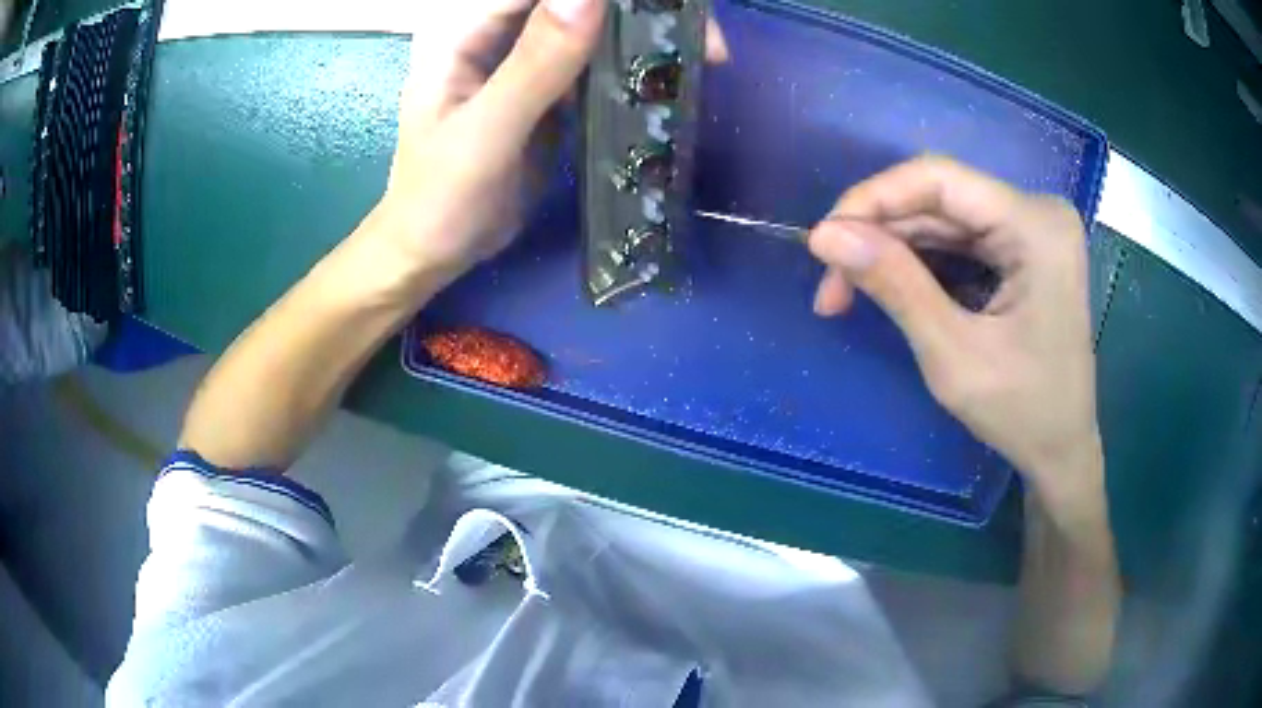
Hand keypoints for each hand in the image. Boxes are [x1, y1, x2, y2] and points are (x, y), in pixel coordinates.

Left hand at [373, 0, 730, 286]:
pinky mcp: (548, 91)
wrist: (434, 250)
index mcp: (468, 32)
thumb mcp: (486, 132)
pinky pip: (596, 65)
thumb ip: (534, 65)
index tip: (663, 8)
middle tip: (702, 43)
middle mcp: (500, 36)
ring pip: (593, 28)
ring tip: (702, 56)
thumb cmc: (441, 198)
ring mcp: (526, 62)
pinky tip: (664, 82)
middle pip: (576, 4)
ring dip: (644, 36)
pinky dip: (632, 68)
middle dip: (638, 12)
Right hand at [807, 156, 1101, 505]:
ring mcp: (1032, 227)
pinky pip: (959, 238)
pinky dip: (919, 262)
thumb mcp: (953, 356)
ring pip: (943, 218)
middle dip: (878, 236)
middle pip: (938, 198)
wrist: (1062, 450)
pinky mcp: (1023, 246)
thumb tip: (824, 236)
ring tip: (848, 292)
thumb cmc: (1022, 414)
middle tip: (830, 286)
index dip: (872, 199)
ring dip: (893, 251)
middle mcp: (1037, 212)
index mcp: (1036, 227)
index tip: (822, 242)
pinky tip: (892, 288)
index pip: (939, 179)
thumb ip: (894, 286)